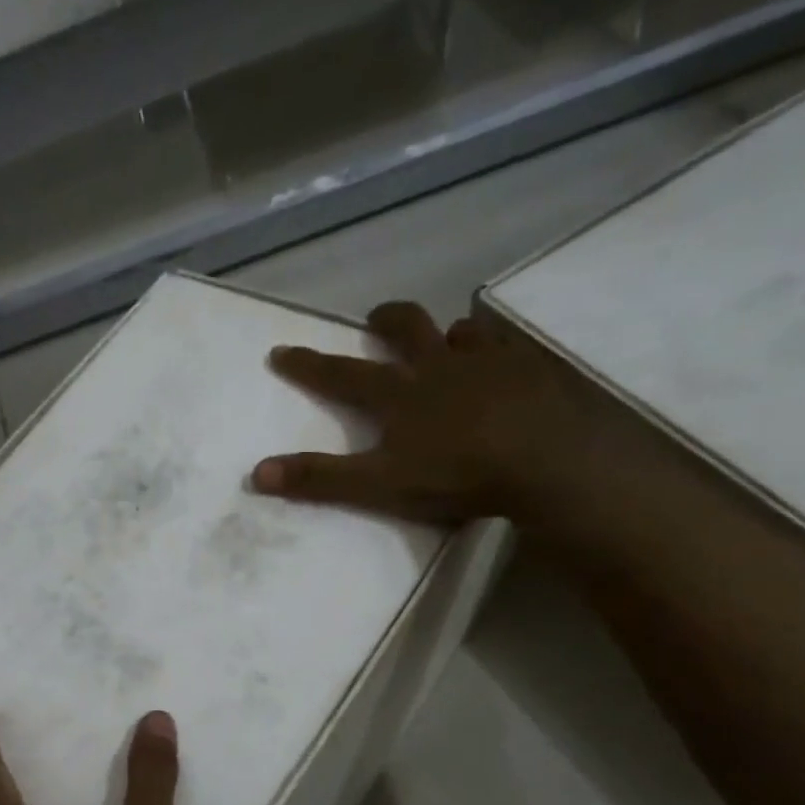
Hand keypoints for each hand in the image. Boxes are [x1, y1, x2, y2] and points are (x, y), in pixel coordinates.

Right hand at [251, 300, 616, 525]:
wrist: (546, 463)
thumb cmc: (457, 475)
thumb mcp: (379, 485)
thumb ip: (320, 479)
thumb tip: (257, 473)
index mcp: (398, 394)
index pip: (340, 374)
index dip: (307, 364)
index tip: (280, 350)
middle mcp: (437, 366)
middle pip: (405, 328)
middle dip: (384, 321)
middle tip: (374, 320)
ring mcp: (488, 362)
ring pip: (459, 332)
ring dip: (444, 334)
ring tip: (443, 343)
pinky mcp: (530, 369)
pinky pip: (508, 346)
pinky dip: (496, 347)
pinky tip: (502, 361)